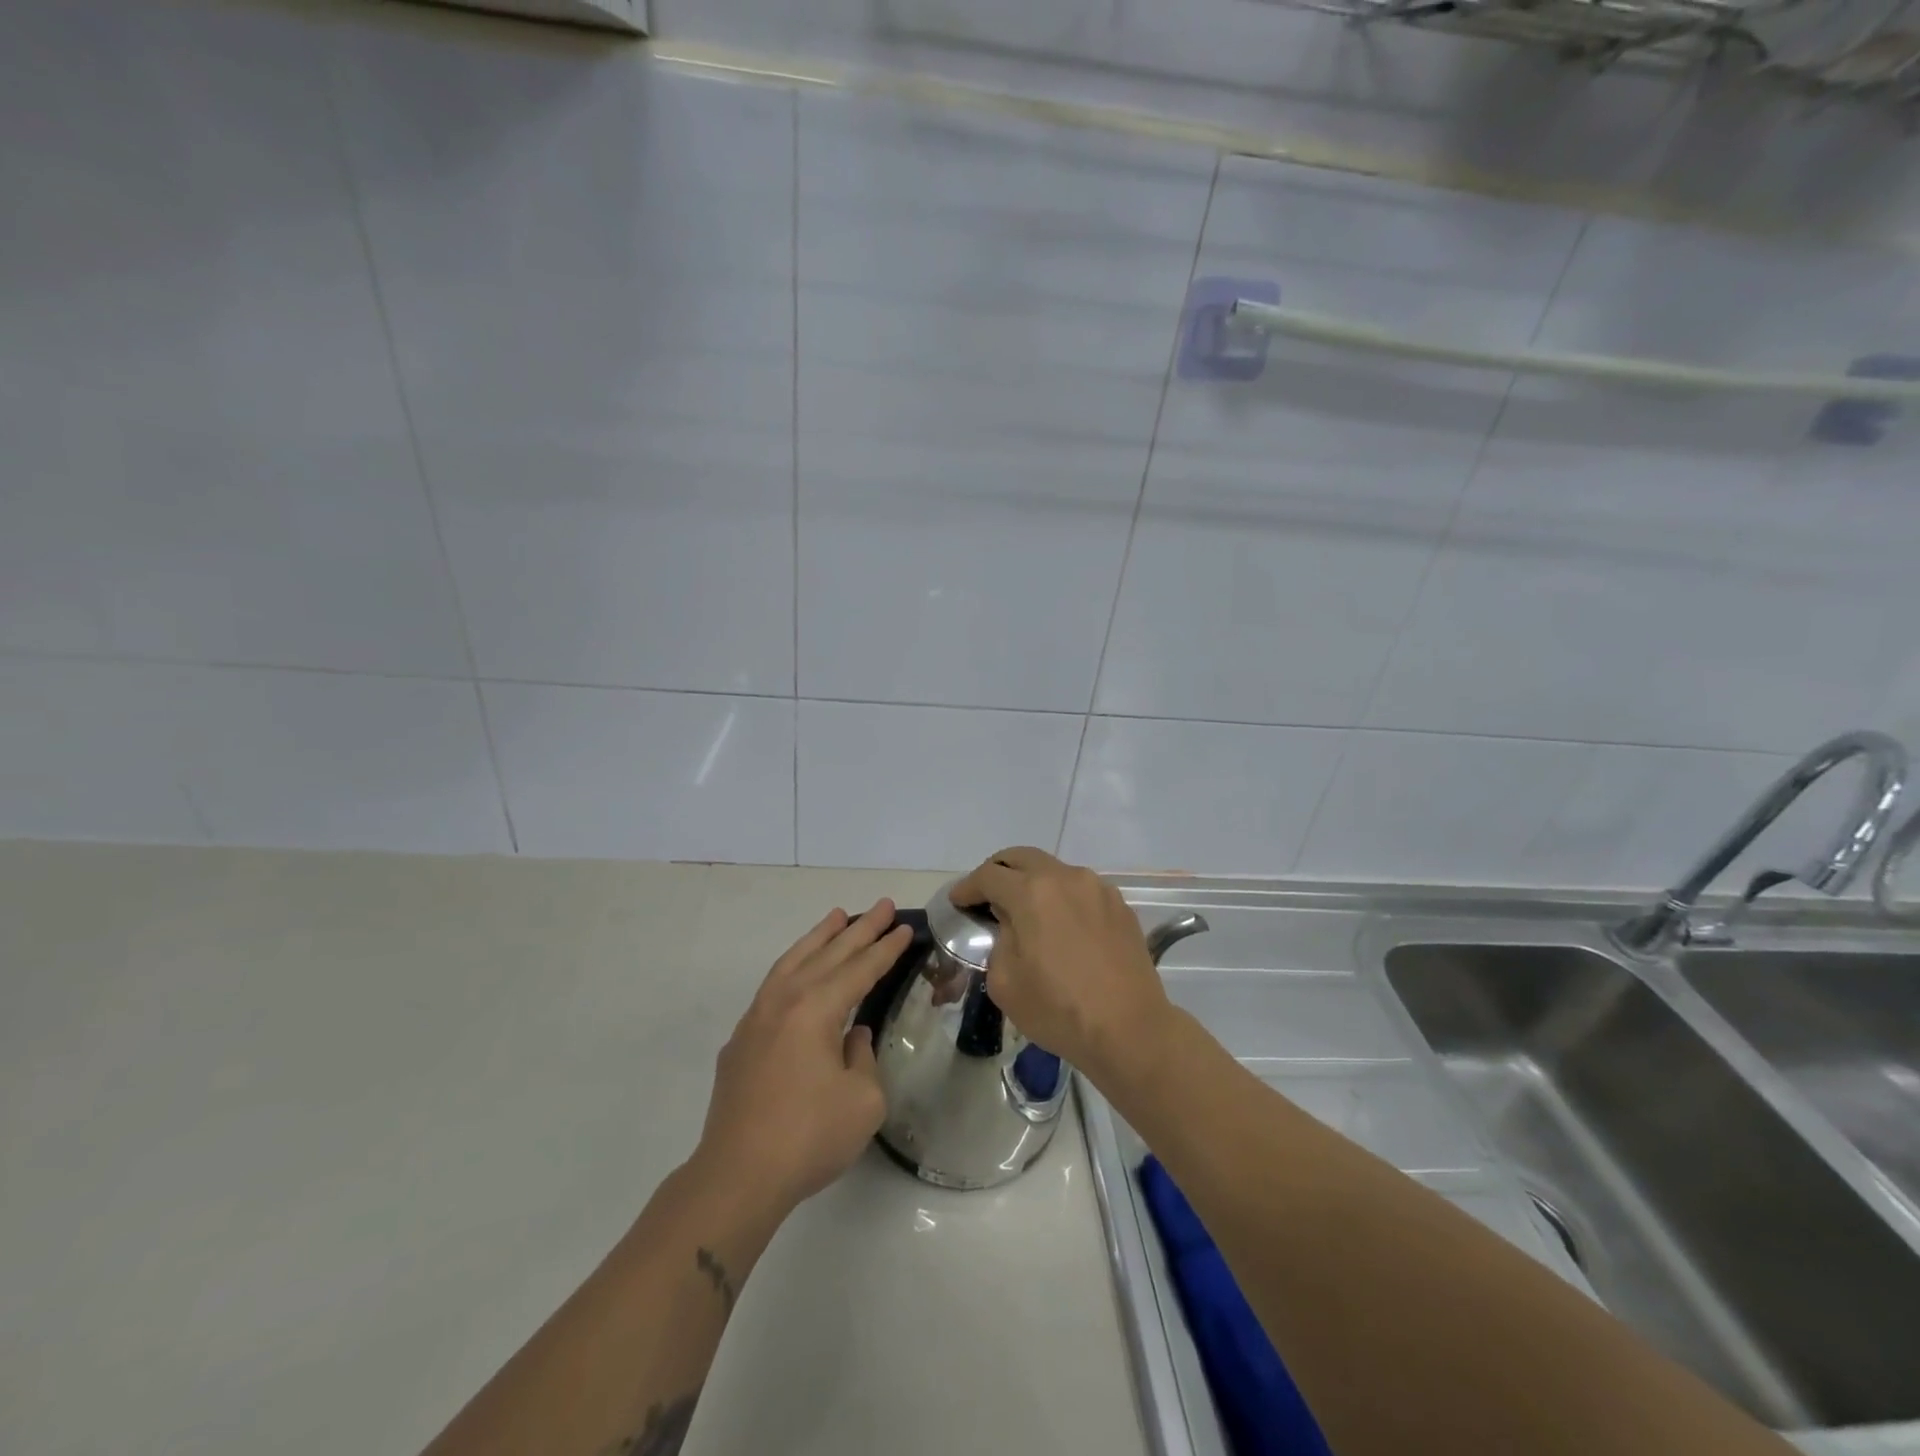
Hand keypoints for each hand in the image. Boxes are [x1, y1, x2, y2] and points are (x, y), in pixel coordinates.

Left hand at [692, 900, 911, 1217]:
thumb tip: (850, 1037)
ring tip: (838, 916)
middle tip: (883, 905)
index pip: (859, 969)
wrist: (737, 1176)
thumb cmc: (808, 1137)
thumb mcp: (863, 1100)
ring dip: (819, 938)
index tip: (903, 927)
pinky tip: (799, 969)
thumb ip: (862, 1057)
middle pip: (829, 955)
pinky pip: (773, 984)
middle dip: (859, 930)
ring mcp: (757, 1018)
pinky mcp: (741, 1041)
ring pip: (794, 962)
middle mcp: (784, 1001)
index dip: (885, 949)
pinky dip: (793, 965)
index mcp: (816, 1010)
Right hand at [947, 848, 1171, 1085]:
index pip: (989, 875)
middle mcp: (1066, 878)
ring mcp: (1098, 888)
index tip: (958, 901)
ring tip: (1026, 911)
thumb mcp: (1005, 981)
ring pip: (1055, 870)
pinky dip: (1062, 898)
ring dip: (1033, 882)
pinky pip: (1081, 890)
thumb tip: (1010, 922)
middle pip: (1022, 857)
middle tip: (986, 893)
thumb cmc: (1059, 1009)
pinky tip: (1061, 926)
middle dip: (998, 871)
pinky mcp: (1120, 905)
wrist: (1130, 1029)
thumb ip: (999, 939)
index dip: (967, 887)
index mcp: (1032, 893)